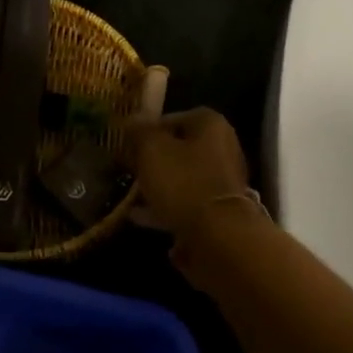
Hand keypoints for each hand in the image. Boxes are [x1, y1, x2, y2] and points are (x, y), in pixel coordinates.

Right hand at [125, 108, 251, 240]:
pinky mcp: (220, 210)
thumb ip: (140, 131)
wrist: (218, 234)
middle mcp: (223, 147)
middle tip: (130, 169)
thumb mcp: (152, 150)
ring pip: (183, 177)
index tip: (128, 144)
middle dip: (153, 160)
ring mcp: (224, 180)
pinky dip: (166, 207)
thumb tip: (132, 118)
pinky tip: (140, 217)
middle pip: (179, 148)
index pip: (173, 118)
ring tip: (131, 196)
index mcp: (210, 125)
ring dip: (159, 185)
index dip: (148, 130)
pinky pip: (187, 203)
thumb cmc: (183, 181)